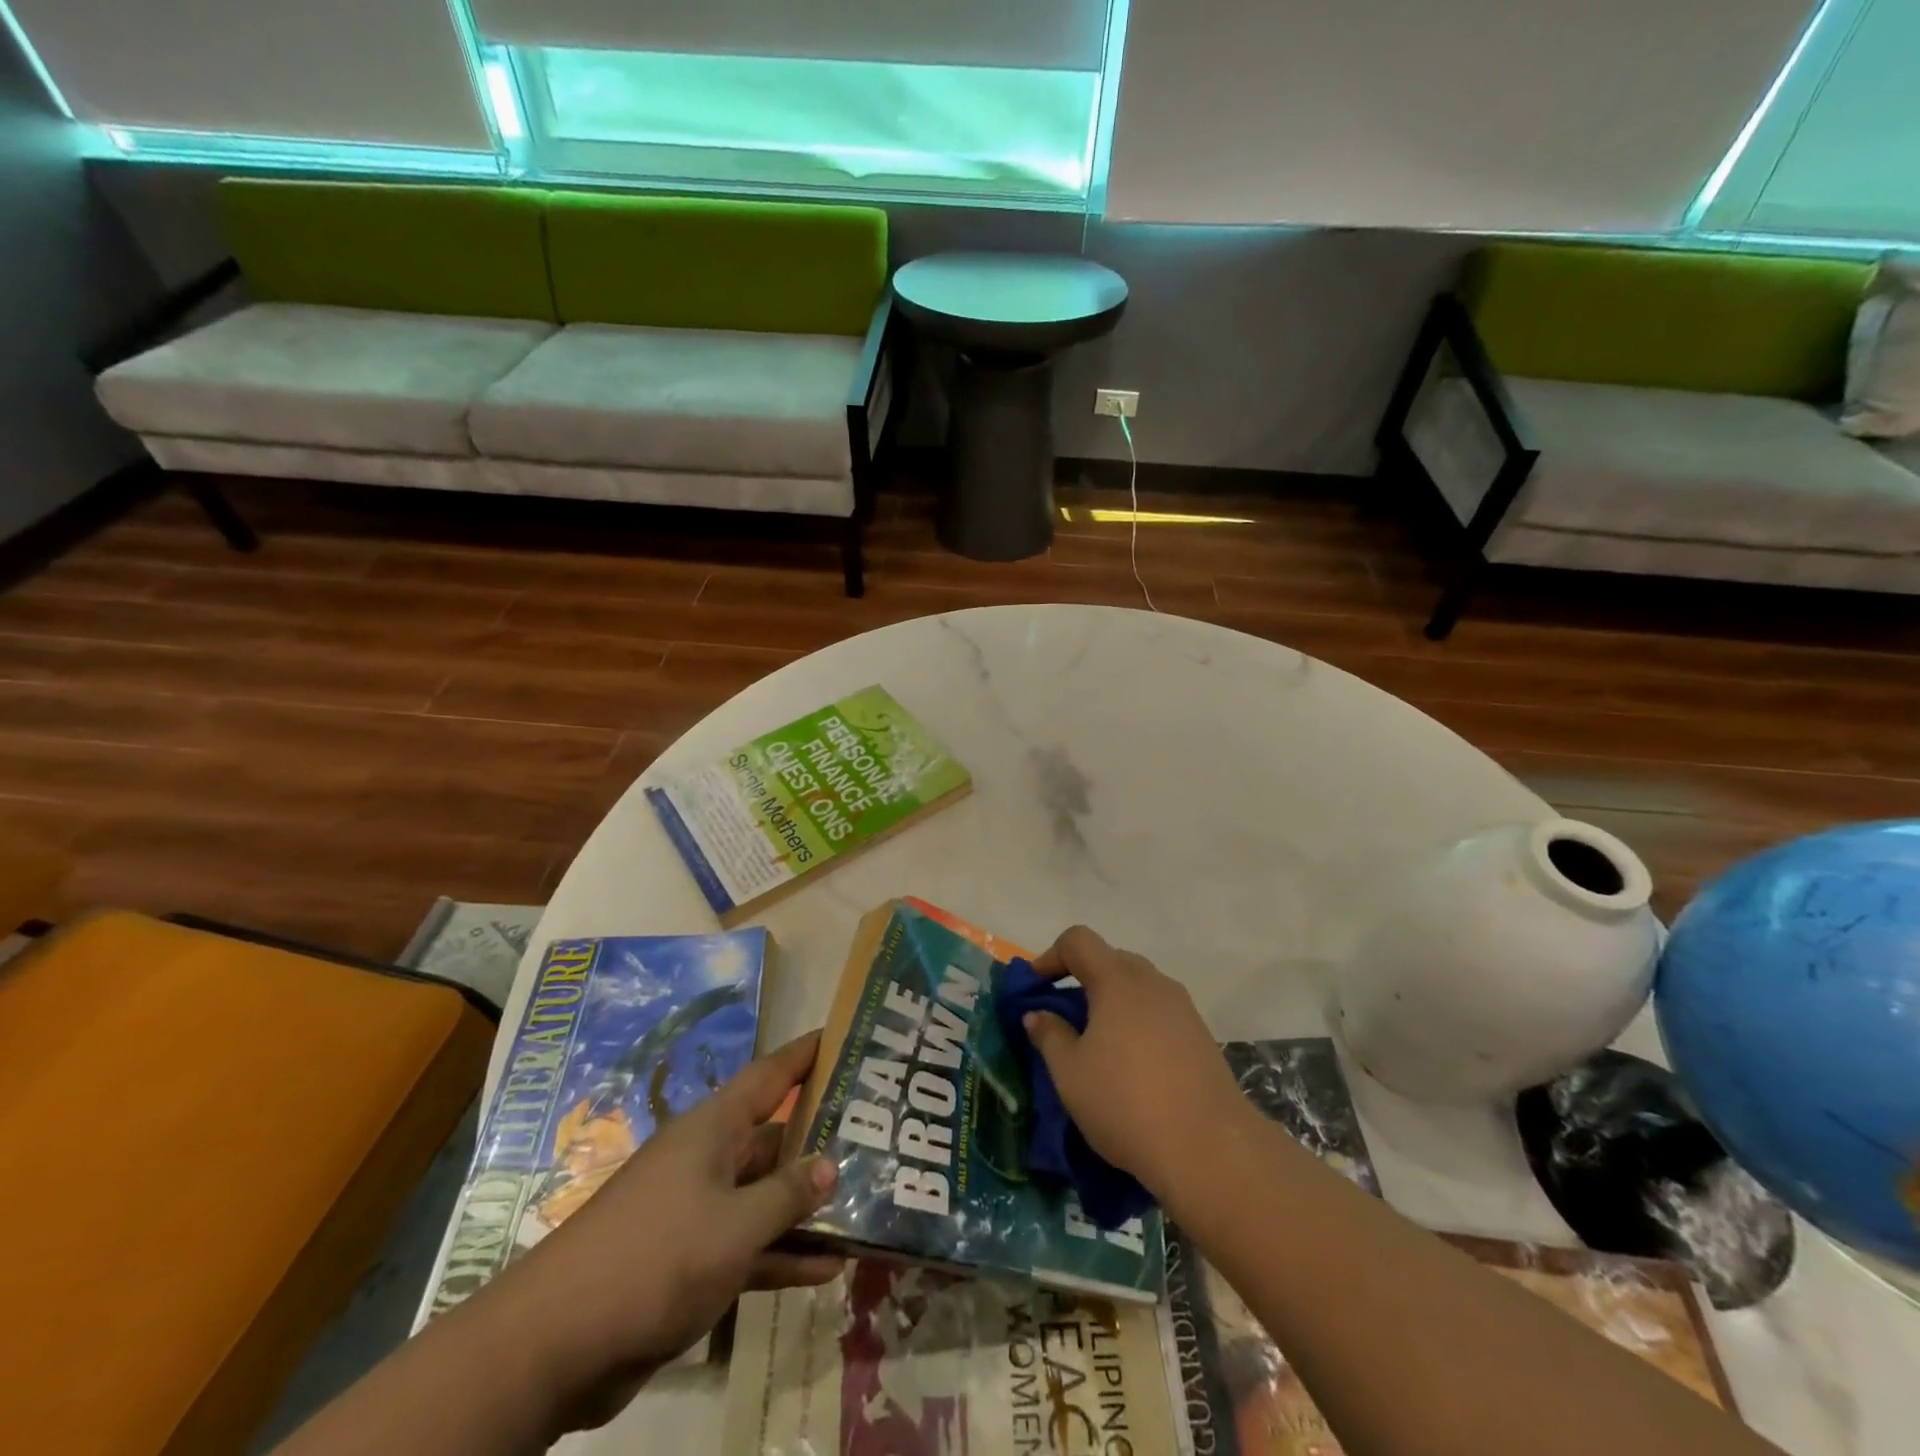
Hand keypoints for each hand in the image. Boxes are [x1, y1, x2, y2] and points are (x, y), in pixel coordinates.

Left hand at [473, 1032, 842, 1434]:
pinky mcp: (691, 1259)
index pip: (770, 1075)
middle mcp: (709, 1158)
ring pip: (765, 1195)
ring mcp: (698, 1210)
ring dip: (807, 1206)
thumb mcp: (734, 1225)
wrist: (557, 1344)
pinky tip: (827, 1269)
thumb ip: (787, 1194)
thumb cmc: (655, 1256)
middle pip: (775, 1137)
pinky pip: (749, 1244)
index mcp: (713, 1128)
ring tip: (866, 1205)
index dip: (806, 1054)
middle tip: (877, 1134)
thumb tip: (830, 1164)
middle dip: (822, 1138)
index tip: (844, 1036)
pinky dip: (782, 1254)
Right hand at [1024, 926, 1248, 1198]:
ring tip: (1096, 1043)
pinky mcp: (1200, 1035)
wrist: (1210, 1149)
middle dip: (1081, 979)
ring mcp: (1182, 1007)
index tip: (1035, 989)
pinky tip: (1131, 1063)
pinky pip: (1158, 1011)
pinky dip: (1136, 1022)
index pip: (1078, 940)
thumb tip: (1038, 1014)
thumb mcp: (1070, 1073)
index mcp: (1117, 980)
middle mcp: (1152, 982)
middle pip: (1110, 959)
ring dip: (1110, 1002)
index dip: (1050, 957)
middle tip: (1062, 1017)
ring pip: (1137, 987)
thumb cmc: (1126, 1103)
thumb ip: (1049, 1035)